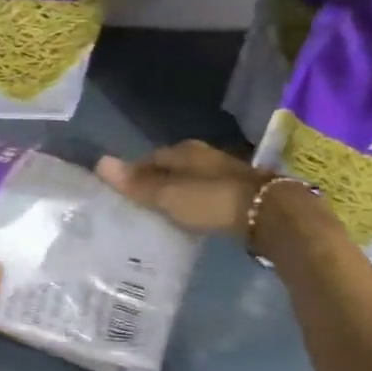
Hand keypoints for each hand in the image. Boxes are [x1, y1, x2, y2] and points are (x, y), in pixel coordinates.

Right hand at [95, 141, 261, 237]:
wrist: (272, 214)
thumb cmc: (213, 200)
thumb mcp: (169, 195)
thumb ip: (137, 183)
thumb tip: (99, 162)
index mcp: (184, 151)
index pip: (149, 158)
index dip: (133, 174)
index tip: (119, 193)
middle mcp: (204, 156)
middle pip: (170, 168)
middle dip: (154, 183)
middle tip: (136, 206)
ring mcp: (224, 174)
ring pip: (189, 181)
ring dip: (176, 194)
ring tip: (159, 215)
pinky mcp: (239, 193)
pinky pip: (205, 195)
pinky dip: (194, 204)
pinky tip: (189, 219)